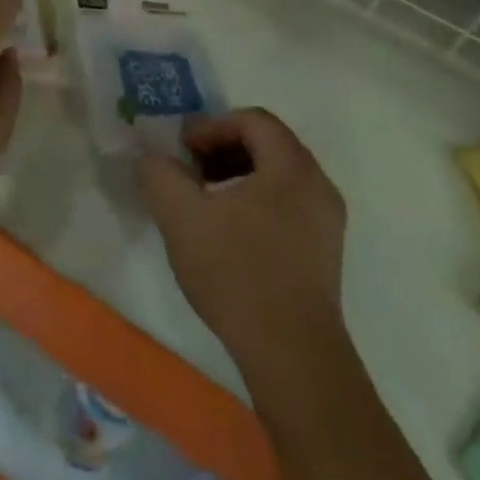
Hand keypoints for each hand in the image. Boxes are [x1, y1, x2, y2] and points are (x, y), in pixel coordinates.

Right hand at [138, 109, 348, 385]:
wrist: (293, 359)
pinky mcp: (326, 254)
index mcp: (292, 166)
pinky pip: (289, 206)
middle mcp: (318, 184)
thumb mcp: (182, 218)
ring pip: (279, 177)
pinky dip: (257, 203)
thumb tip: (152, 158)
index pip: (252, 120)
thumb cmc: (238, 274)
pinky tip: (230, 235)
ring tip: (205, 202)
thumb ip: (160, 175)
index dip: (212, 126)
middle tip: (190, 170)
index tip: (183, 149)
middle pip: (268, 144)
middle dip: (223, 149)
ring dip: (239, 176)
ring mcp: (327, 221)